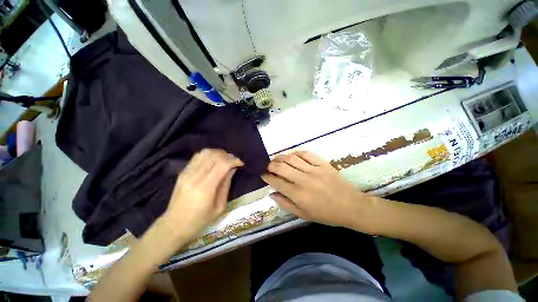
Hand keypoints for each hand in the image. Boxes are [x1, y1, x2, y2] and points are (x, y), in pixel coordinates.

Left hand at [161, 149, 243, 240]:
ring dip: (218, 153)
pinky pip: (197, 156)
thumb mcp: (219, 207)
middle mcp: (195, 176)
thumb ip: (226, 185)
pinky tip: (214, 161)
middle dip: (228, 156)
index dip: (234, 160)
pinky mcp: (182, 172)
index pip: (222, 164)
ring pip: (205, 153)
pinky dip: (209, 155)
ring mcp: (186, 173)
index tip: (240, 164)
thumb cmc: (199, 221)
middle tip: (234, 162)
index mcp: (205, 187)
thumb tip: (232, 169)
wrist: (174, 226)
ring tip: (225, 160)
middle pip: (214, 155)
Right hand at [261, 151, 371, 227]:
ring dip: (281, 157)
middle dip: (271, 165)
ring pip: (292, 158)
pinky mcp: (322, 164)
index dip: (267, 177)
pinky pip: (306, 154)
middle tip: (268, 166)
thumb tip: (272, 193)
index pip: (277, 182)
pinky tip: (292, 156)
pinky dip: (296, 153)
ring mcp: (314, 170)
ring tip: (277, 159)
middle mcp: (304, 180)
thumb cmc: (326, 214)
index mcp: (298, 195)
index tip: (263, 174)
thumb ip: (286, 204)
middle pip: (281, 167)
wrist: (351, 206)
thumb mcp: (303, 215)